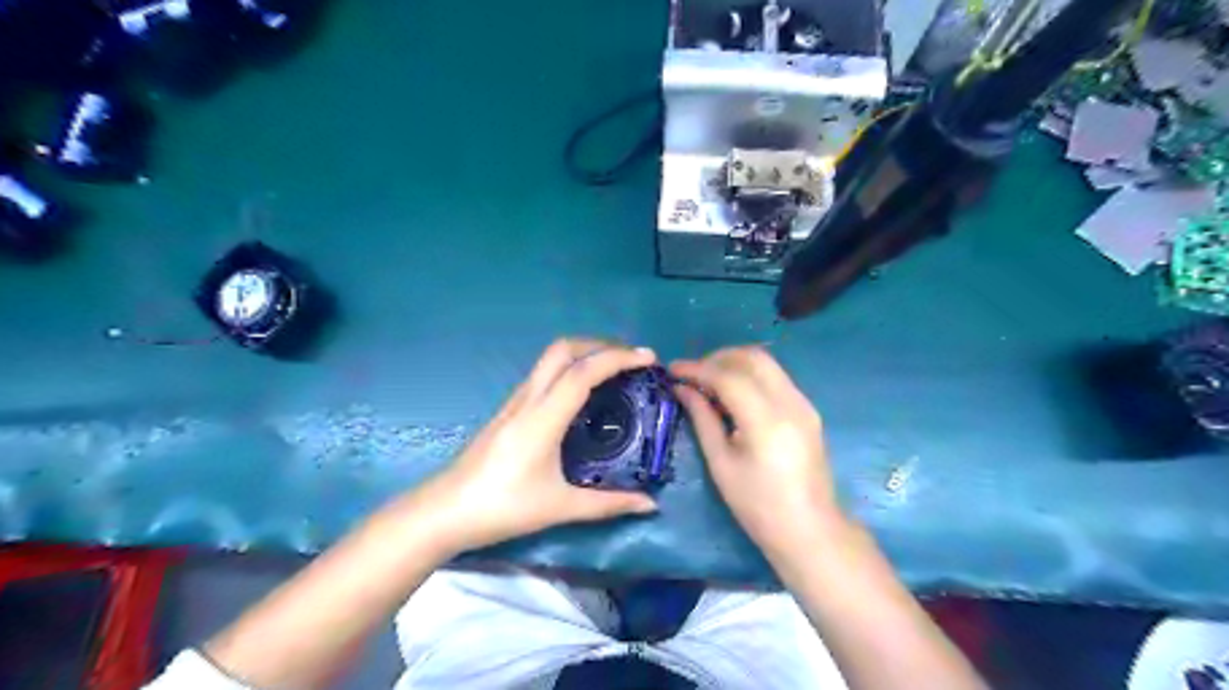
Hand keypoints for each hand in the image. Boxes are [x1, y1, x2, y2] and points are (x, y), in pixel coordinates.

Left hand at [418, 339, 658, 554]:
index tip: (647, 358)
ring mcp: (515, 402)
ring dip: (584, 353)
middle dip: (600, 345)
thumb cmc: (502, 509)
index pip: (582, 373)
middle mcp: (528, 400)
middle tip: (631, 360)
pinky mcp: (508, 409)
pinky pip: (544, 374)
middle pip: (563, 350)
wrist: (444, 511)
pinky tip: (583, 392)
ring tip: (613, 370)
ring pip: (550, 359)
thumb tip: (650, 505)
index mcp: (542, 419)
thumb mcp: (559, 508)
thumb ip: (608, 504)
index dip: (617, 358)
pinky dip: (570, 368)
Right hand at [672, 348, 846, 564]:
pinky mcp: (808, 410)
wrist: (809, 530)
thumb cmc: (758, 506)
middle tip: (692, 373)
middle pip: (753, 357)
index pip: (728, 376)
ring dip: (735, 364)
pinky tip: (734, 394)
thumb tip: (682, 389)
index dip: (697, 369)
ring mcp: (803, 404)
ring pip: (767, 363)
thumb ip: (702, 419)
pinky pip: (776, 378)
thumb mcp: (721, 464)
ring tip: (709, 381)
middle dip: (718, 358)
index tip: (672, 370)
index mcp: (766, 421)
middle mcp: (790, 403)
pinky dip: (751, 376)